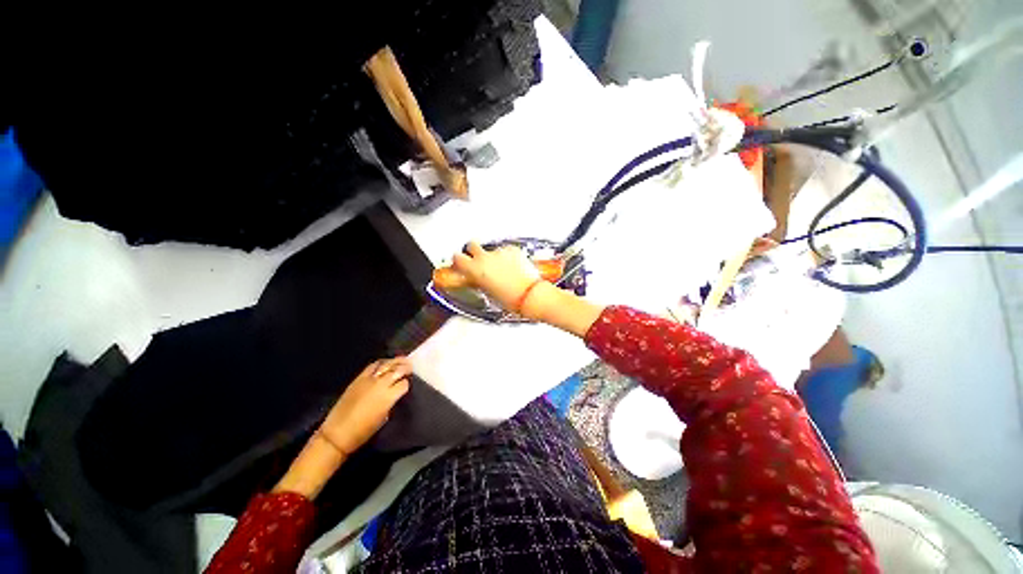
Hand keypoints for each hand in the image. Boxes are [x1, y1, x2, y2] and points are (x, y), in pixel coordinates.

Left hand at [319, 357, 411, 455]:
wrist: (338, 433)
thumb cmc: (364, 431)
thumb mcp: (385, 417)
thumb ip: (392, 401)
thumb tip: (396, 393)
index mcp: (389, 396)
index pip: (404, 383)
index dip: (407, 383)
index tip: (409, 384)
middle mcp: (381, 384)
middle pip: (398, 370)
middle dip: (406, 367)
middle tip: (411, 366)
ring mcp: (369, 379)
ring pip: (387, 364)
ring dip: (396, 362)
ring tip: (402, 360)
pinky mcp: (359, 378)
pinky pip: (373, 366)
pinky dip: (381, 363)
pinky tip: (385, 363)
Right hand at [451, 242, 540, 310]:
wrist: (529, 295)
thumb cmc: (509, 298)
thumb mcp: (487, 292)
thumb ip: (478, 280)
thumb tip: (476, 277)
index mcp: (475, 269)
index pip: (457, 257)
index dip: (459, 260)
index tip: (461, 262)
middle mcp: (485, 257)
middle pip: (472, 244)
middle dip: (473, 250)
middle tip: (478, 259)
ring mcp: (499, 252)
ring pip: (491, 249)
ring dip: (494, 256)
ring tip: (503, 268)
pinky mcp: (513, 249)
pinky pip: (506, 250)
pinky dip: (507, 256)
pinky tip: (513, 266)